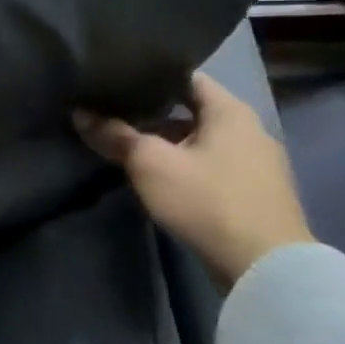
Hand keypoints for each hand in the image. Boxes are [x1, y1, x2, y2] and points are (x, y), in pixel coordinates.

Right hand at [74, 72, 312, 290]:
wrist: (265, 267)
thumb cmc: (206, 200)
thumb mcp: (150, 164)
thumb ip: (115, 135)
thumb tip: (80, 113)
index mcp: (230, 111)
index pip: (185, 77)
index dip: (150, 76)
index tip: (118, 81)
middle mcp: (250, 129)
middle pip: (193, 110)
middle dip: (154, 113)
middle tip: (115, 114)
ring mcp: (258, 163)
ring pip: (202, 140)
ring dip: (170, 142)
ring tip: (131, 147)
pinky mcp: (256, 193)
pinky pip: (214, 165)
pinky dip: (188, 164)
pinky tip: (162, 177)